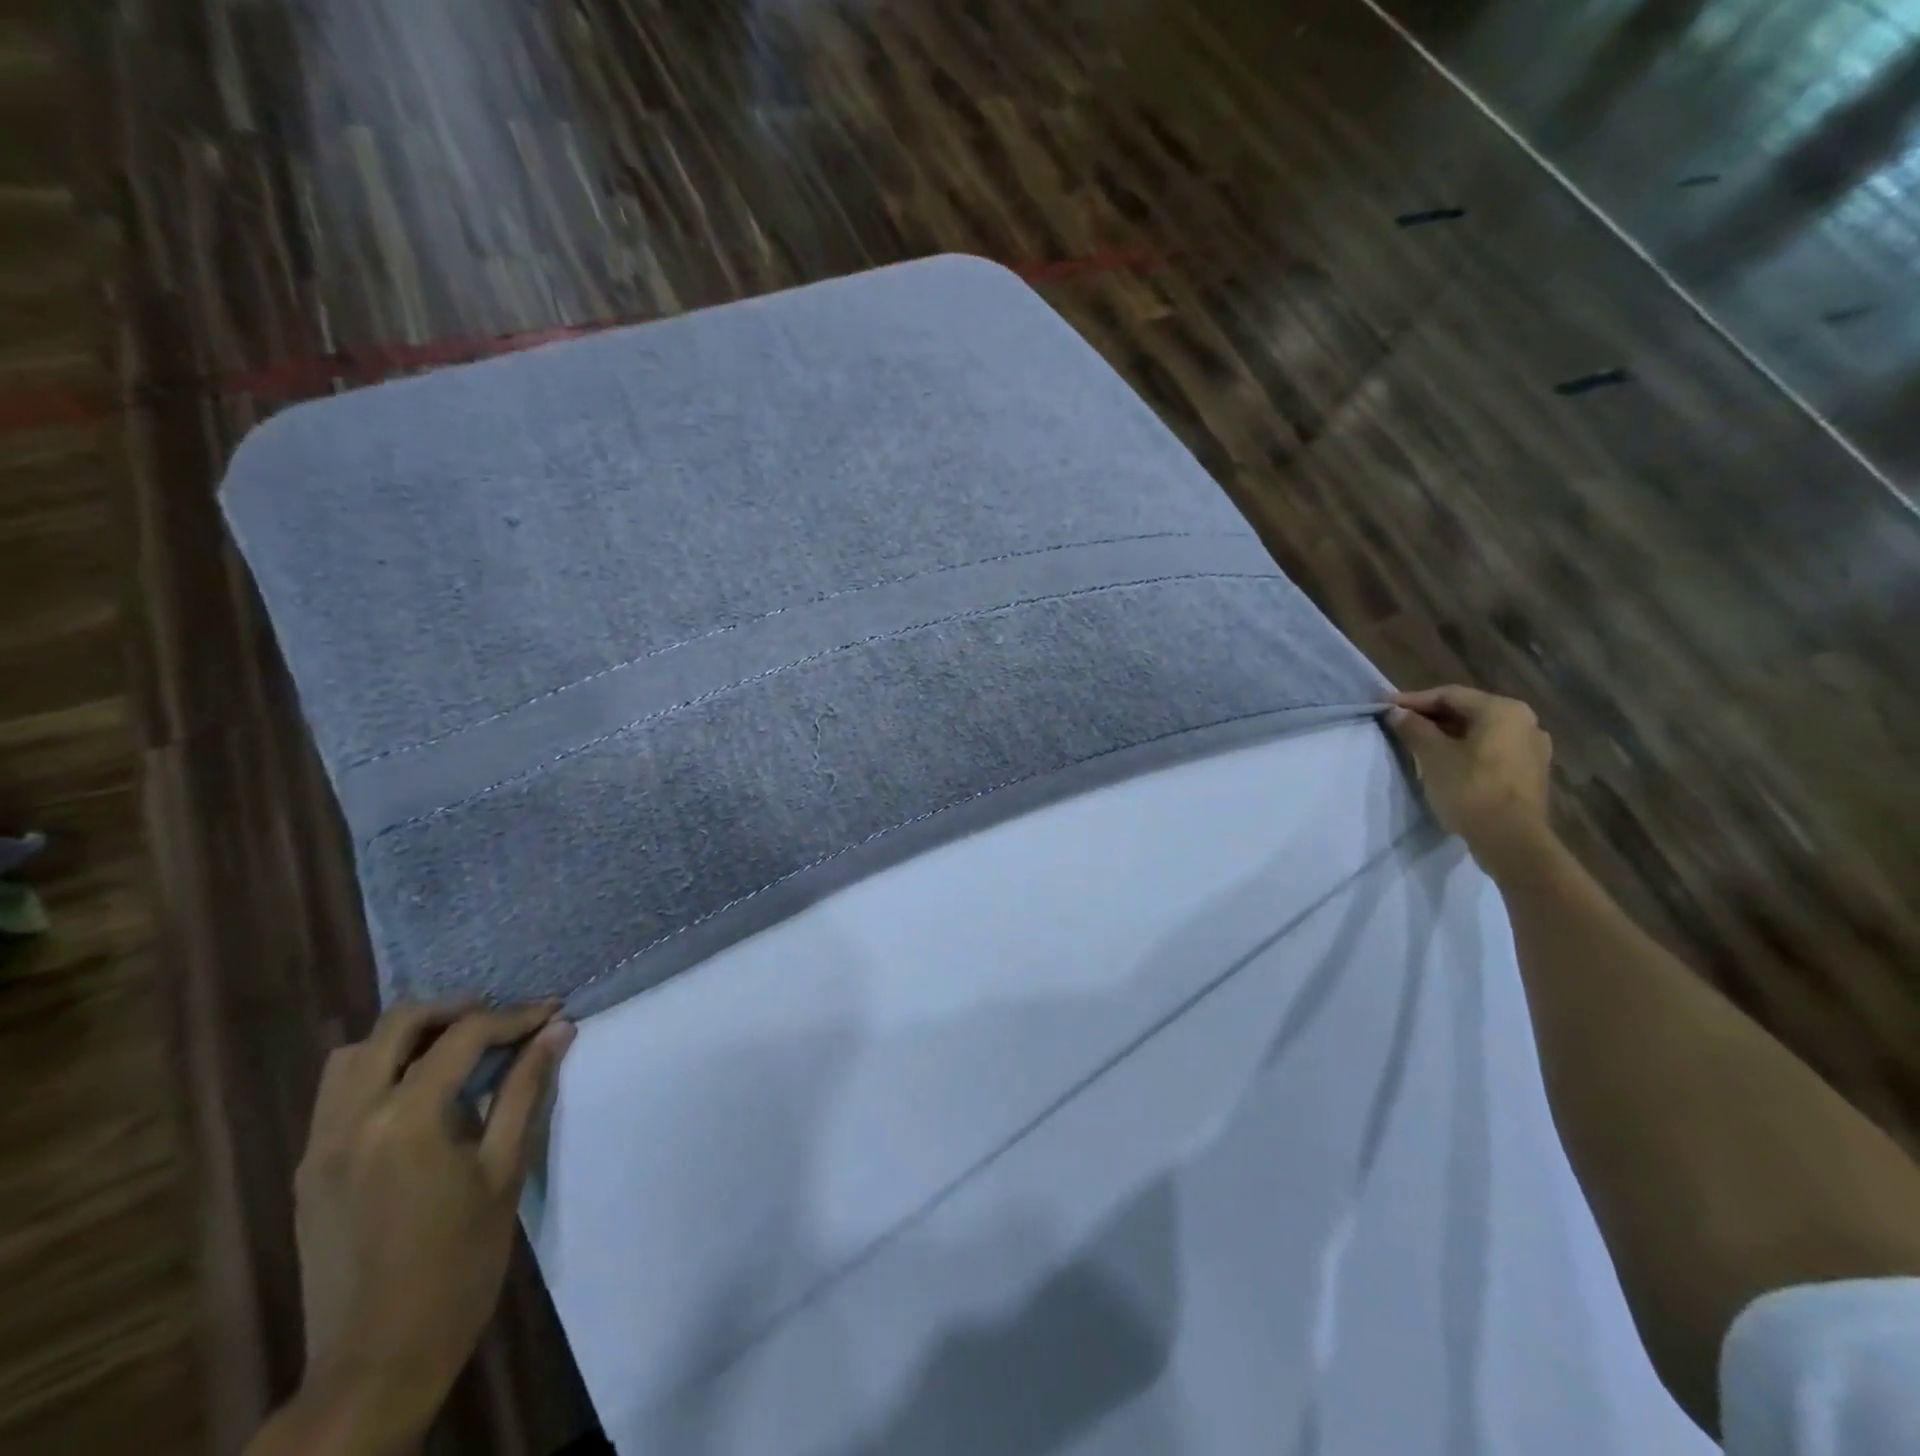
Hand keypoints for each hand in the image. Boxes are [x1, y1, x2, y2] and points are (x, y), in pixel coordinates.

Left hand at [291, 1001, 575, 1444]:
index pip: (465, 1036)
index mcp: (406, 1119)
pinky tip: (418, 1092)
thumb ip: (527, 1090)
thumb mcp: (505, 1171)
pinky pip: (339, 1091)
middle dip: (457, 1010)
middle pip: (398, 1024)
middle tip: (503, 1020)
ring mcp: (321, 1145)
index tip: (554, 1011)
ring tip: (457, 1048)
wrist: (376, 1364)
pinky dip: (379, 1068)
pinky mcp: (309, 1170)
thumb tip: (557, 1029)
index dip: (516, 1016)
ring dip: (409, 1035)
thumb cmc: (458, 1265)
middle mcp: (353, 1119)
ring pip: (356, 1053)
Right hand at [1385, 685, 1554, 876]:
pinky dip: (1465, 750)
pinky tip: (1444, 762)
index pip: (1449, 695)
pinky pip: (1491, 750)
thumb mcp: (1433, 755)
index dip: (1413, 699)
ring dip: (1446, 734)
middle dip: (1430, 716)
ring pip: (1479, 732)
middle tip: (1398, 723)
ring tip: (1416, 742)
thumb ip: (1414, 728)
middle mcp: (1524, 722)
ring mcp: (1531, 748)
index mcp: (1503, 710)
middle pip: (1467, 711)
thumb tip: (1397, 712)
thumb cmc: (1470, 788)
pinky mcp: (1529, 772)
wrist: (1511, 839)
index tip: (1384, 706)